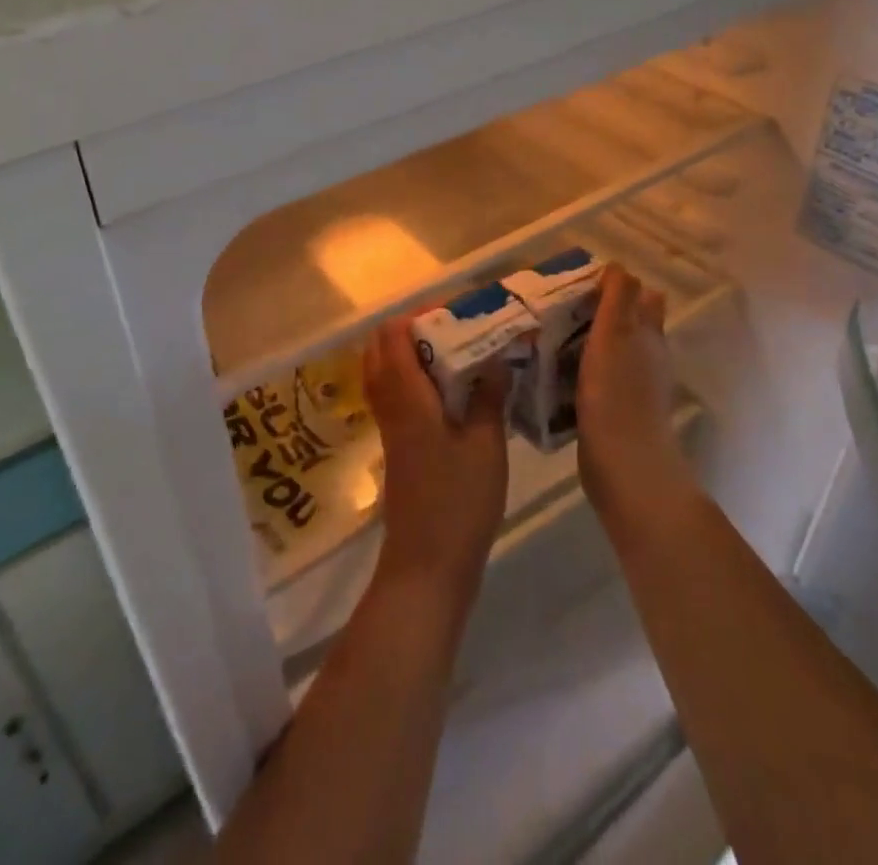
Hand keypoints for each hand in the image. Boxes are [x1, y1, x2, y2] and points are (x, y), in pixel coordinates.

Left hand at [363, 317, 509, 606]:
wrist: (426, 565)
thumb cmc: (458, 502)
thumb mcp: (486, 446)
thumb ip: (488, 397)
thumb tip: (495, 359)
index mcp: (407, 396)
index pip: (395, 334)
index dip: (421, 314)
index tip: (459, 311)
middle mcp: (390, 402)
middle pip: (383, 346)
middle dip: (416, 328)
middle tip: (458, 329)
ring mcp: (388, 423)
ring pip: (385, 368)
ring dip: (413, 352)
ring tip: (457, 353)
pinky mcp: (395, 442)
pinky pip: (393, 391)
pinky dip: (413, 376)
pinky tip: (450, 388)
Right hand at [577, 265, 696, 532]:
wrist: (625, 468)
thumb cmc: (617, 395)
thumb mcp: (614, 336)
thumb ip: (618, 299)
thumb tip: (618, 265)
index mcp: (648, 335)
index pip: (640, 297)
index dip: (613, 286)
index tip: (577, 284)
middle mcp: (647, 358)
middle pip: (624, 324)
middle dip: (596, 313)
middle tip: (556, 309)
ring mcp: (633, 388)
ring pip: (608, 352)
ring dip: (584, 342)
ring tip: (545, 336)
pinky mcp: (615, 412)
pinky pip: (596, 380)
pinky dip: (579, 371)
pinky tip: (553, 374)